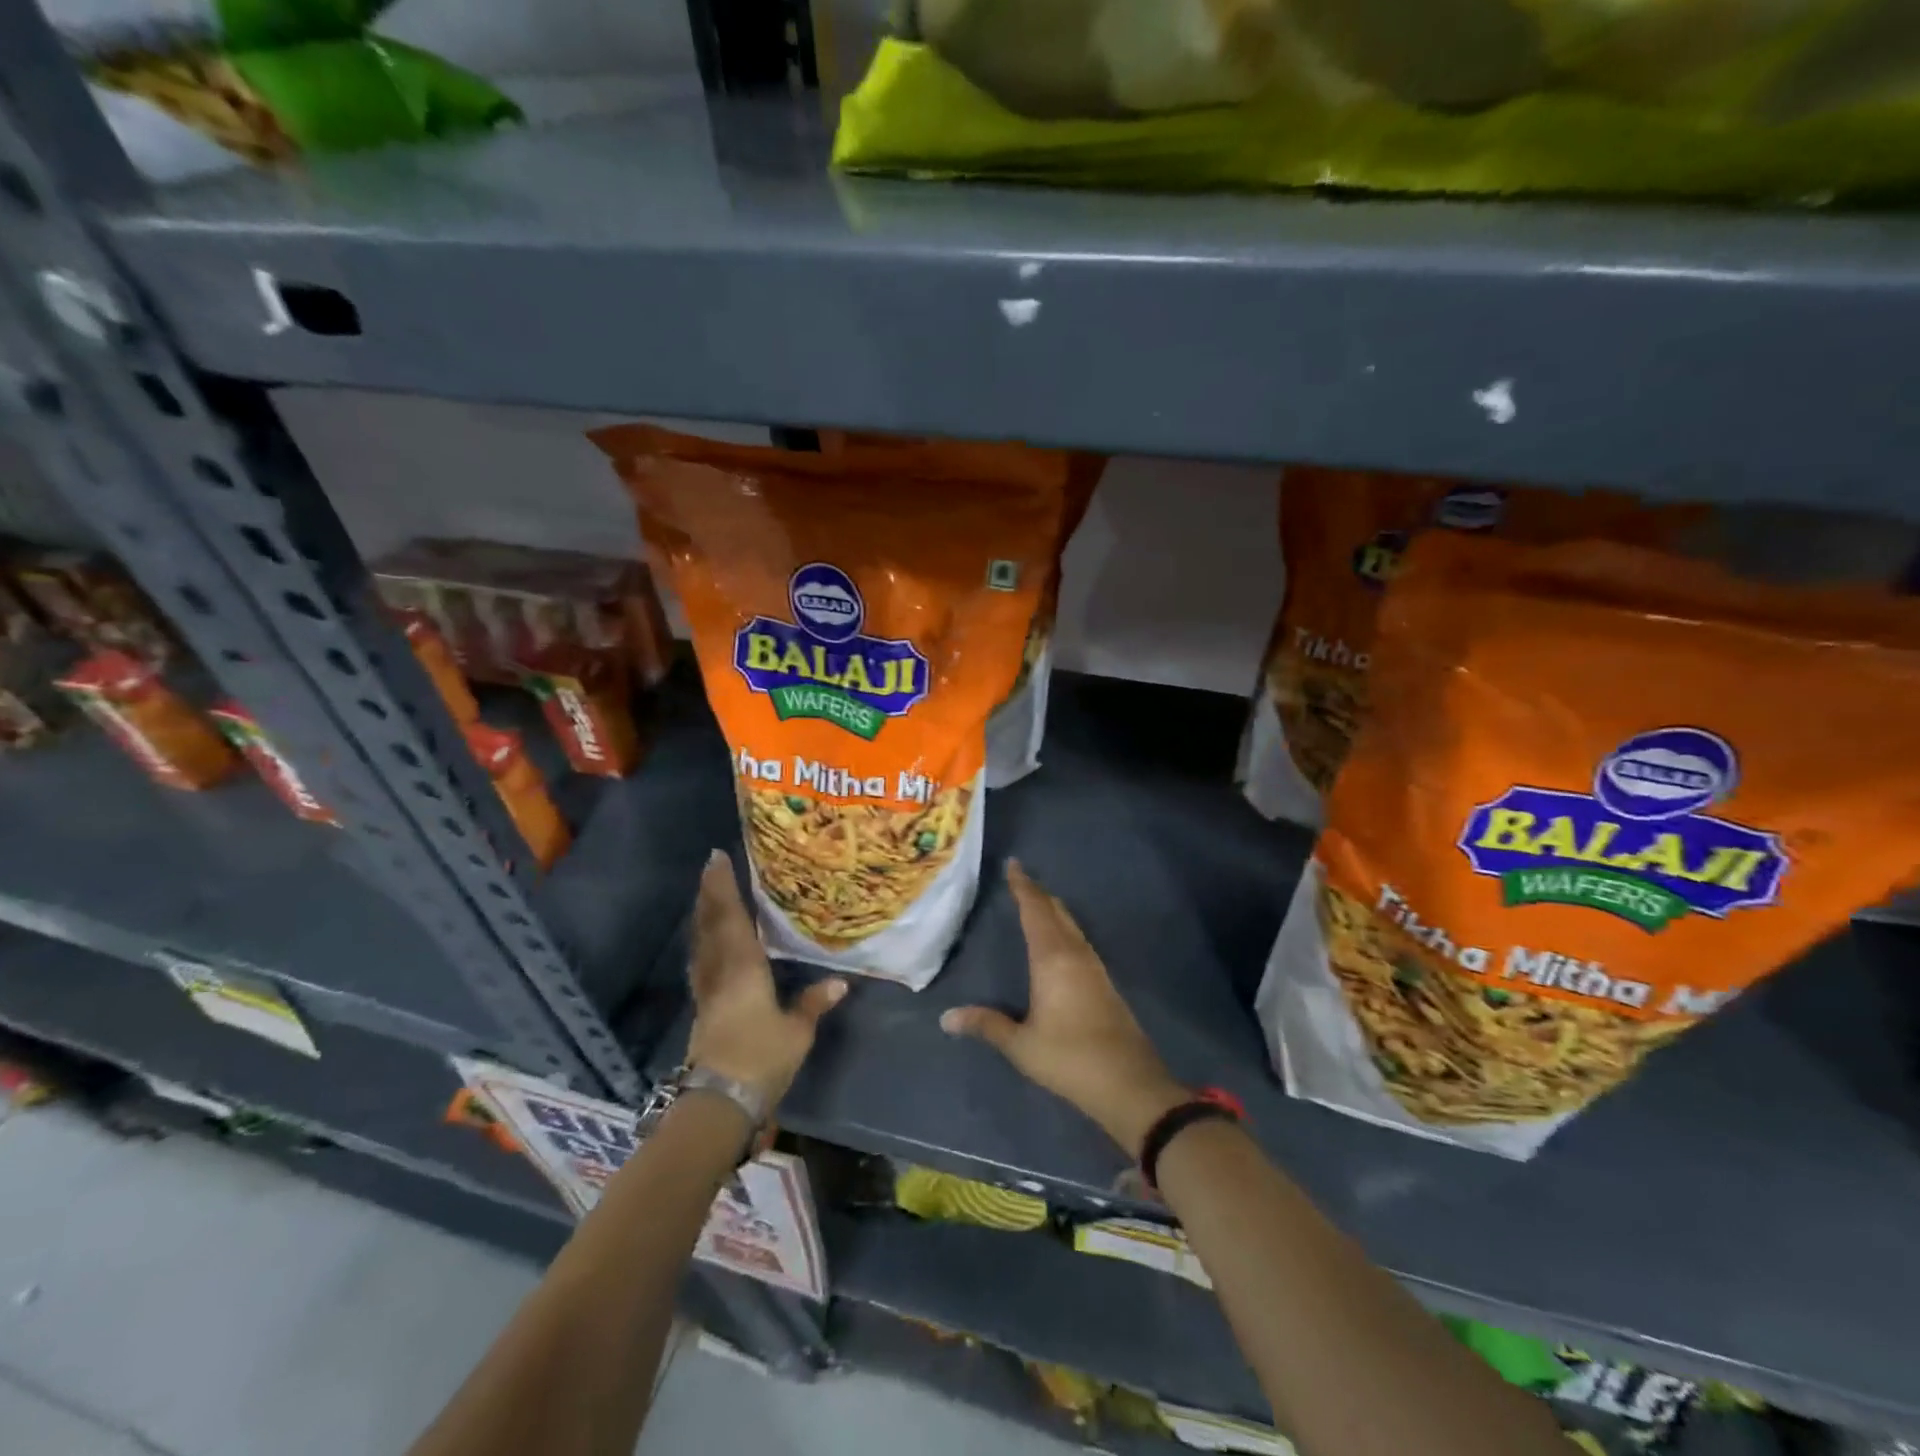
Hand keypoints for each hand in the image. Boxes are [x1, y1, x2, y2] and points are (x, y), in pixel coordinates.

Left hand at [686, 850, 846, 1107]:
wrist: (718, 1102)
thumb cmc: (761, 1059)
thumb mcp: (796, 1031)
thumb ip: (814, 1003)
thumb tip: (839, 982)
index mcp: (743, 967)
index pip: (731, 918)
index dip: (724, 888)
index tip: (717, 859)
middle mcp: (720, 971)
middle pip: (710, 925)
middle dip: (709, 894)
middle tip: (710, 867)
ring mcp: (707, 990)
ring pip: (701, 942)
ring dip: (703, 915)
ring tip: (708, 895)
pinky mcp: (703, 1007)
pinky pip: (701, 960)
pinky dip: (703, 941)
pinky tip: (707, 941)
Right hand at [941, 860, 1188, 1155]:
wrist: (1128, 1082)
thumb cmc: (1069, 1058)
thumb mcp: (1021, 1044)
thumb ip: (987, 1025)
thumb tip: (947, 1018)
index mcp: (1052, 958)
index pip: (1035, 911)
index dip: (1024, 887)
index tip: (1013, 865)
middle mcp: (1075, 954)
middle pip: (1056, 911)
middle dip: (1038, 893)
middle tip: (1021, 878)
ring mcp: (1094, 967)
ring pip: (1071, 925)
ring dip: (1053, 909)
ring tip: (1036, 902)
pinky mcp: (1104, 982)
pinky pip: (1079, 940)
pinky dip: (1063, 927)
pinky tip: (1059, 940)